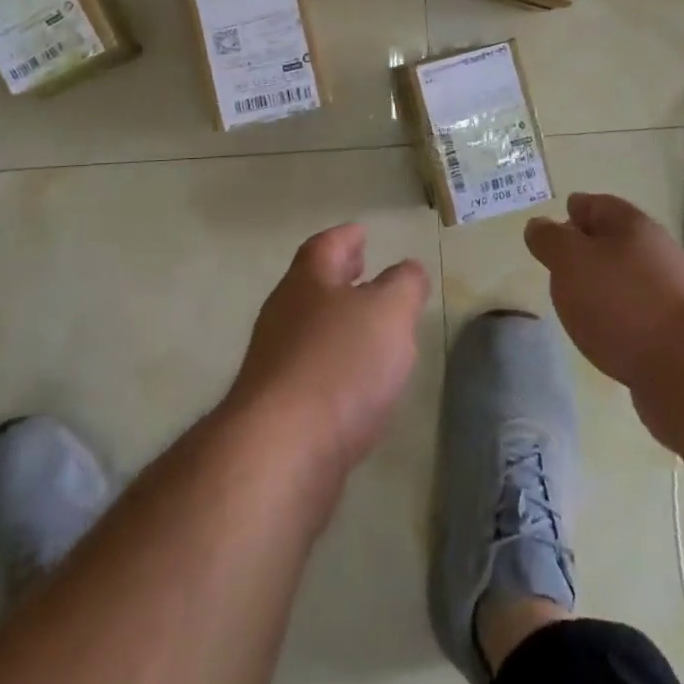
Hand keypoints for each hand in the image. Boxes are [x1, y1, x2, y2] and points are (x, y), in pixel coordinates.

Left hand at [227, 225, 430, 474]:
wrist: (281, 451)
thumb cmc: (340, 364)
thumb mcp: (389, 312)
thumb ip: (404, 285)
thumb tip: (408, 270)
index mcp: (308, 282)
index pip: (326, 246)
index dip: (346, 237)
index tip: (362, 233)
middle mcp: (284, 314)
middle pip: (312, 285)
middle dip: (339, 277)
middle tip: (363, 271)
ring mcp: (275, 362)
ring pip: (310, 328)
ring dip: (338, 322)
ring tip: (369, 328)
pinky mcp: (277, 407)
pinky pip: (310, 371)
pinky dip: (334, 365)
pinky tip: (356, 384)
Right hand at [525, 193, 683, 399]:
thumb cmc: (622, 303)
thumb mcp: (570, 262)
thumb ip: (550, 241)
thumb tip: (539, 226)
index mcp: (632, 226)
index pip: (597, 205)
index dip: (575, 209)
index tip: (556, 219)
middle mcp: (657, 252)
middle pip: (616, 241)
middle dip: (589, 247)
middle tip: (560, 262)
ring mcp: (673, 294)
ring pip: (628, 278)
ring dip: (604, 284)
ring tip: (577, 300)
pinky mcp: (678, 333)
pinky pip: (639, 313)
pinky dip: (619, 316)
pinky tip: (605, 332)